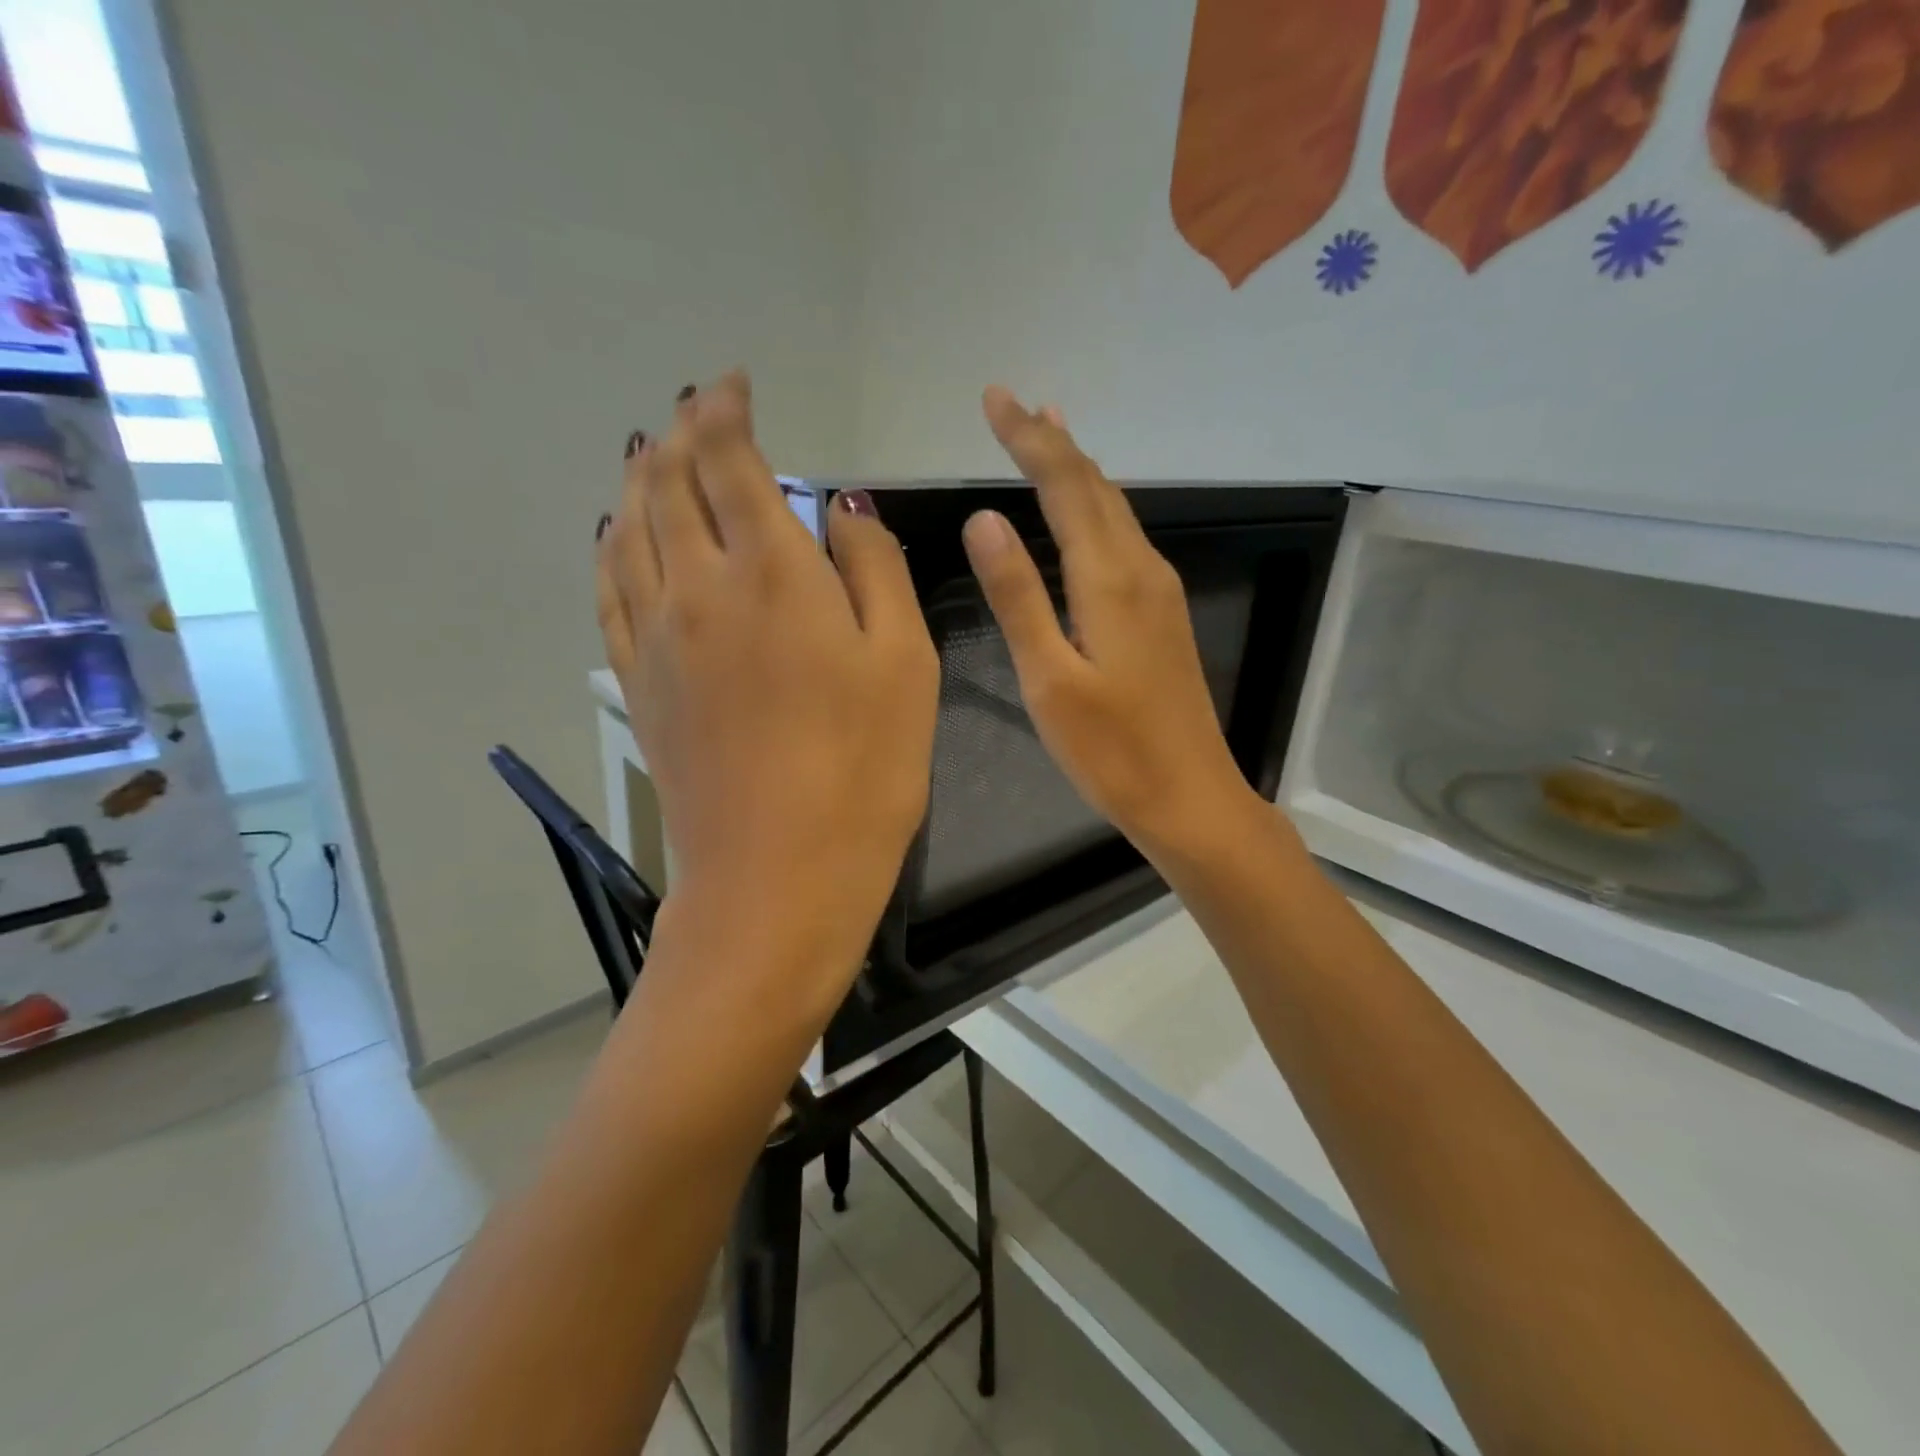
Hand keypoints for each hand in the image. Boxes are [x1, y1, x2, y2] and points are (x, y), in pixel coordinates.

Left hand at [597, 373, 938, 1011]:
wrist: (779, 876)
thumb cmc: (865, 770)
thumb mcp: (905, 663)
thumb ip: (875, 570)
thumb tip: (842, 509)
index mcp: (773, 575)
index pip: (730, 462)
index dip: (725, 411)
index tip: (733, 384)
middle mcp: (698, 589)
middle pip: (669, 485)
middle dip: (680, 434)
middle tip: (695, 410)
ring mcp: (656, 639)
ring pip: (628, 529)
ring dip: (640, 480)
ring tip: (653, 456)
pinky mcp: (637, 685)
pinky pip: (608, 590)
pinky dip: (610, 545)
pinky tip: (616, 536)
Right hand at [963, 388, 1256, 861]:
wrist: (1190, 798)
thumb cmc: (1112, 751)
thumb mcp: (1049, 678)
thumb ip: (1018, 596)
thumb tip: (985, 518)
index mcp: (1110, 580)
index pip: (1066, 486)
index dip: (1029, 439)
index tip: (994, 398)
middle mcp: (1142, 570)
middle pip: (1095, 488)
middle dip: (1052, 442)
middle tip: (1013, 405)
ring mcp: (1159, 592)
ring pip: (1114, 510)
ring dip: (1077, 470)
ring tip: (1046, 435)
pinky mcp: (1163, 616)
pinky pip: (1124, 539)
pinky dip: (1096, 508)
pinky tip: (1085, 512)